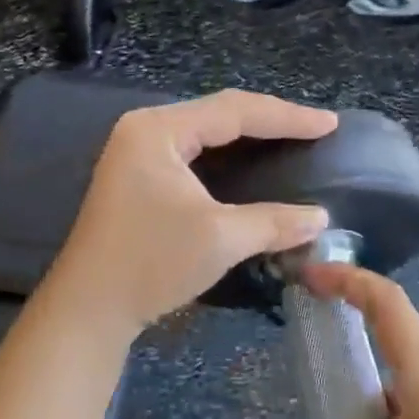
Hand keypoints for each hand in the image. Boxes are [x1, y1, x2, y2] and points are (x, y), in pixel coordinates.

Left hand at [37, 91, 338, 342]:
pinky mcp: (138, 177)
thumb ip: (274, 221)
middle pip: (218, 114)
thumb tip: (320, 218)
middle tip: (315, 130)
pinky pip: (192, 153)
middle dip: (269, 121)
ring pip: (205, 133)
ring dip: (248, 137)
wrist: (88, 308)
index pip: (233, 111)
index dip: (286, 117)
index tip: (330, 124)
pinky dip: (226, 157)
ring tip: (291, 139)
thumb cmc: (150, 262)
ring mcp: (137, 152)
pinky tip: (250, 165)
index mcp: (158, 129)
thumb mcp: (219, 238)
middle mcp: (145, 130)